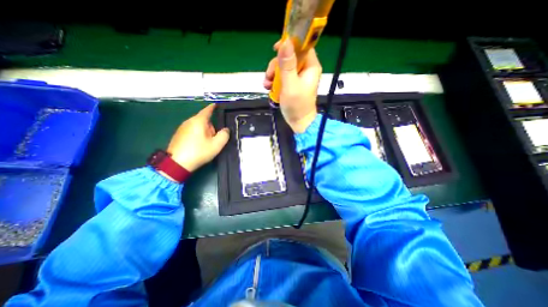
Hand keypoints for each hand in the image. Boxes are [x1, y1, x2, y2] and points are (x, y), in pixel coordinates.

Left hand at [165, 103, 229, 173]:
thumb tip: (226, 129)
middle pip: (204, 121)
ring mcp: (182, 128)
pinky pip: (192, 131)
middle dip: (211, 128)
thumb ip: (224, 135)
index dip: (213, 107)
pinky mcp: (178, 135)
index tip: (217, 105)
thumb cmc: (198, 152)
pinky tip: (198, 146)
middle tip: (214, 139)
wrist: (177, 164)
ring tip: (206, 145)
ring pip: (198, 126)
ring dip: (205, 133)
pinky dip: (198, 136)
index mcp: (199, 121)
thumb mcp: (216, 145)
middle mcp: (189, 122)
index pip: (207, 110)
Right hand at [265, 40, 321, 132]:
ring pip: (283, 67)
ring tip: (267, 85)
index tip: (276, 49)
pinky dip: (274, 81)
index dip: (290, 44)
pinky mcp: (292, 84)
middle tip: (269, 77)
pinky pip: (282, 77)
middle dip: (276, 65)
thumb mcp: (290, 84)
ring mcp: (298, 77)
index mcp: (310, 66)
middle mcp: (305, 69)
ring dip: (273, 75)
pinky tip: (269, 88)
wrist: (299, 122)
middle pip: (289, 57)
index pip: (302, 46)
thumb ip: (287, 65)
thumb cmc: (297, 105)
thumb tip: (285, 41)